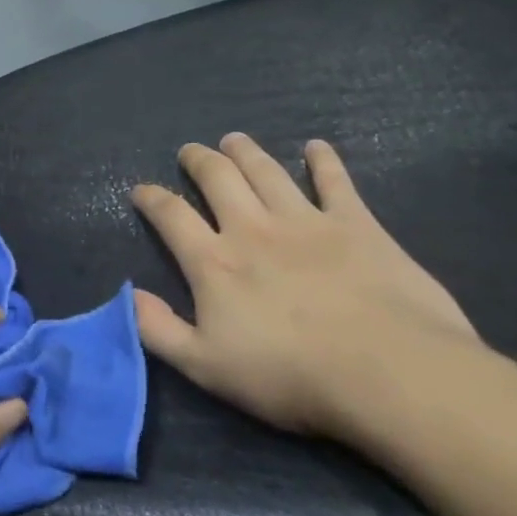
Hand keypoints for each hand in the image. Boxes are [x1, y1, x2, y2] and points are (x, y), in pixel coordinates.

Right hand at [131, 134, 479, 439]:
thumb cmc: (289, 375)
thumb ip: (157, 329)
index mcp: (214, 263)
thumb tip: (127, 294)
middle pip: (219, 179)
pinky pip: (336, 182)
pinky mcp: (358, 225)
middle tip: (191, 151)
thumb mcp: (204, 366)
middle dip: (200, 161)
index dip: (151, 198)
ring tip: (234, 140)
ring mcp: (307, 222)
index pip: (171, 216)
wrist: (389, 374)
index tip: (140, 189)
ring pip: (267, 172)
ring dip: (247, 152)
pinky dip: (324, 161)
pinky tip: (317, 148)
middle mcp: (253, 229)